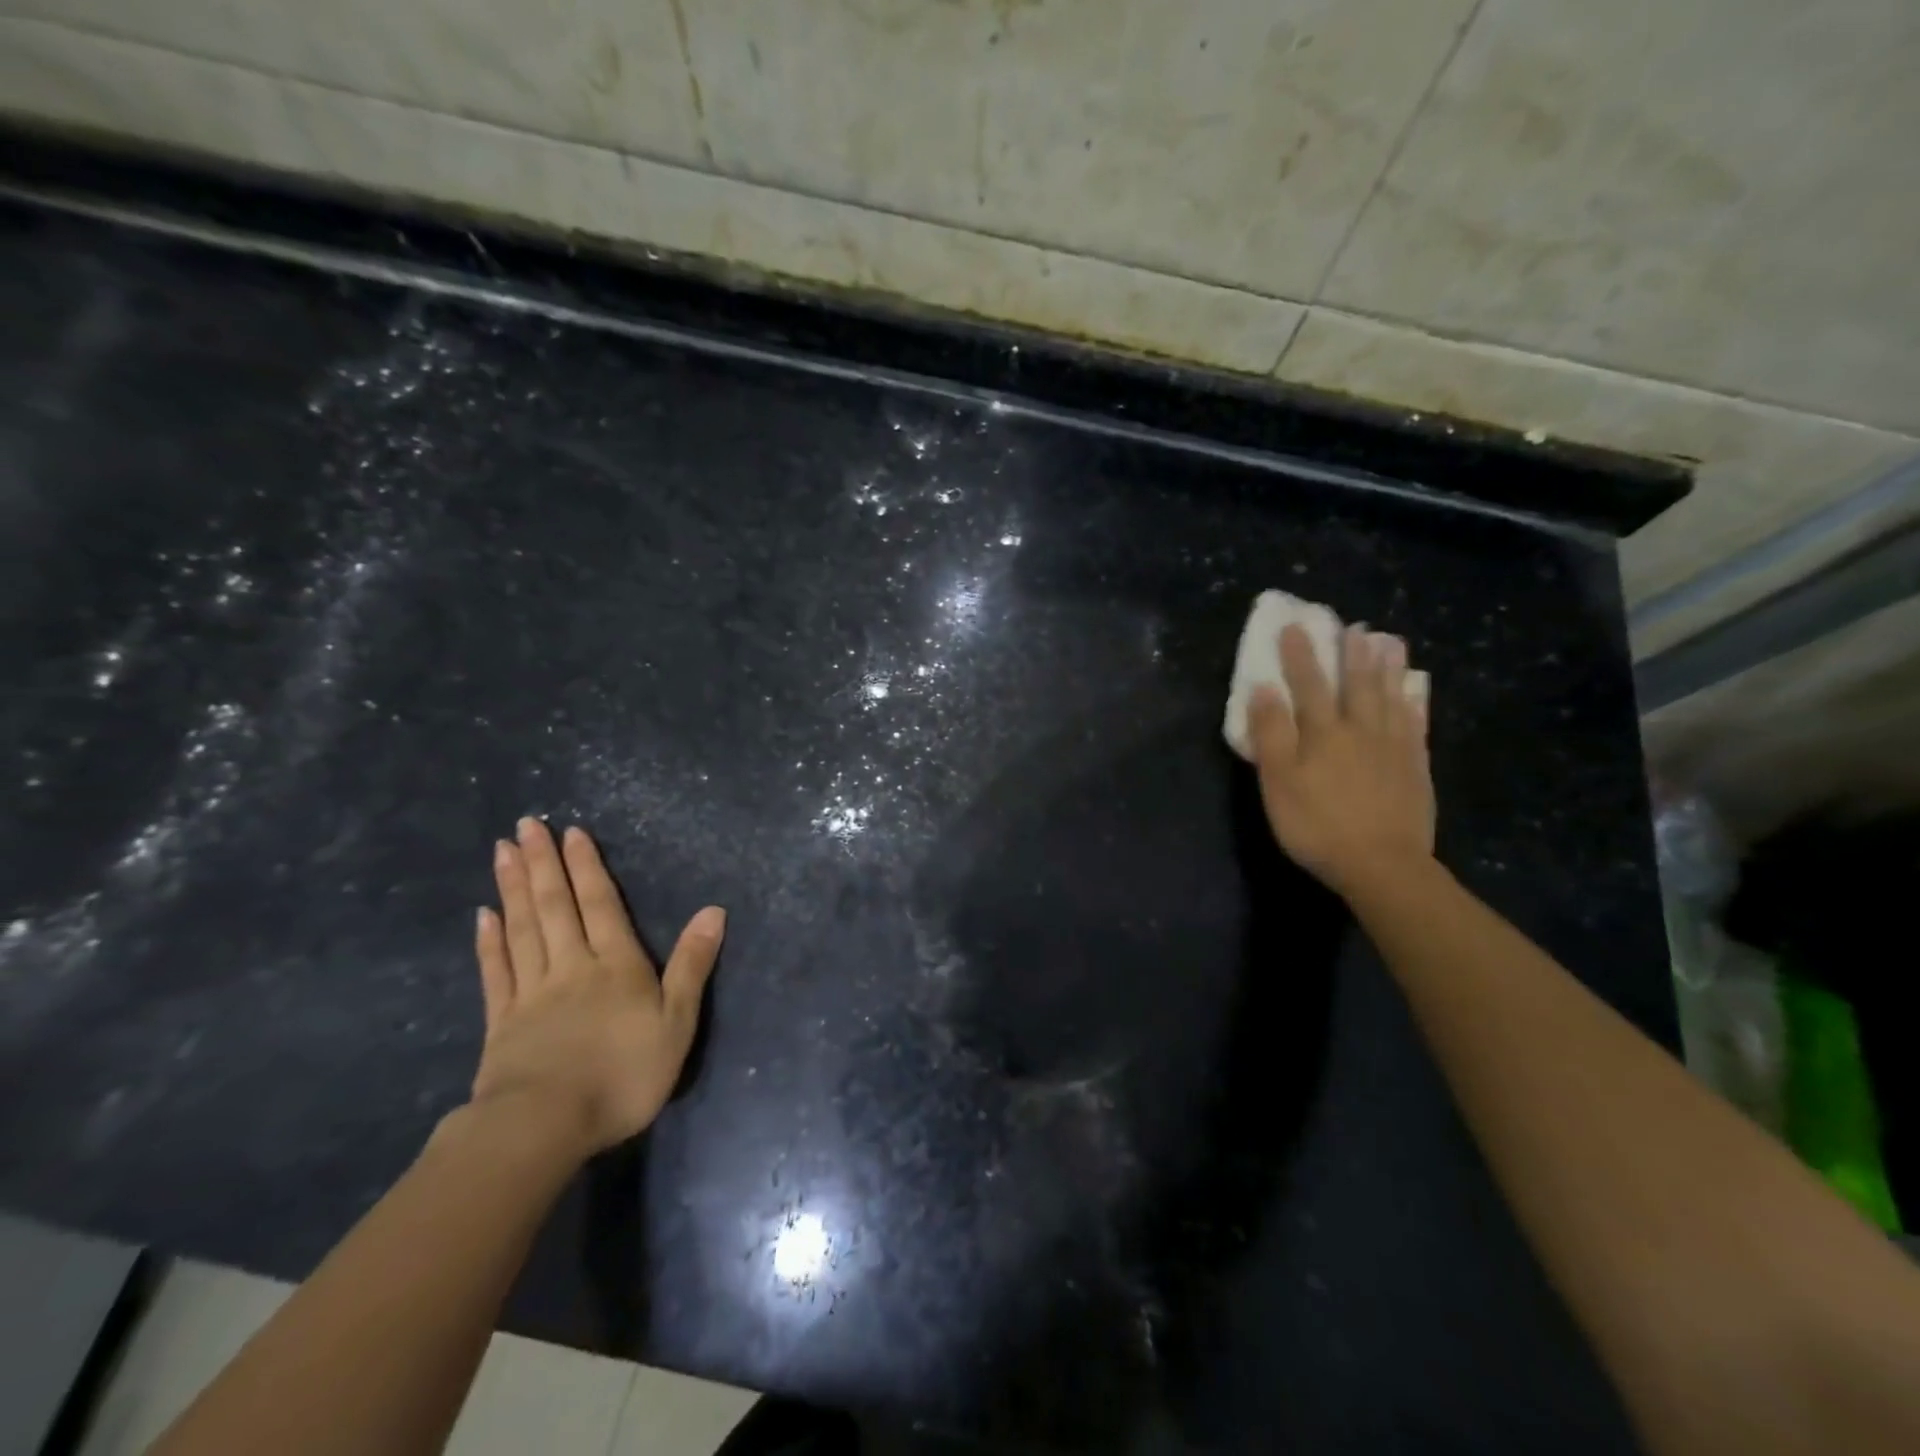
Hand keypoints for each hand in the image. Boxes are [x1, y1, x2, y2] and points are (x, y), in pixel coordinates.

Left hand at [468, 818, 723, 1159]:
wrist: (544, 1127)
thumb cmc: (623, 1074)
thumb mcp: (677, 1022)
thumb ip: (692, 964)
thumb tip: (714, 910)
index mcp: (615, 964)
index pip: (600, 904)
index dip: (587, 867)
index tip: (570, 833)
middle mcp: (571, 966)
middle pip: (555, 906)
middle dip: (542, 863)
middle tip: (525, 825)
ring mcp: (531, 993)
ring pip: (522, 929)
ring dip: (513, 888)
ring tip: (502, 852)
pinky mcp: (501, 1023)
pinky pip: (496, 972)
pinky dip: (490, 941)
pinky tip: (484, 916)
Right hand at [1249, 623, 1435, 898]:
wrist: (1382, 865)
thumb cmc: (1317, 825)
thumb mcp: (1279, 783)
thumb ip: (1271, 734)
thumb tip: (1263, 688)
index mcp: (1322, 733)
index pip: (1308, 685)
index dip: (1299, 655)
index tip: (1294, 626)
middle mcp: (1360, 729)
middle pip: (1356, 683)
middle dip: (1350, 653)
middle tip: (1353, 626)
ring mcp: (1393, 746)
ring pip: (1390, 696)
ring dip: (1386, 667)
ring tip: (1388, 642)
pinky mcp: (1415, 766)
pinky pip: (1416, 723)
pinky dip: (1414, 701)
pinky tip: (1415, 689)